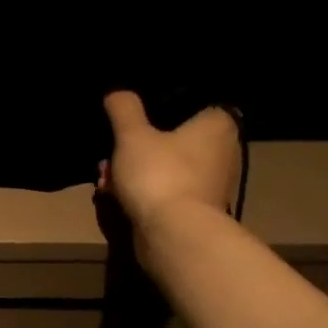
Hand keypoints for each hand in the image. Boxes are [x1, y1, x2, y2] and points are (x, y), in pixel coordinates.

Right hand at [99, 92, 242, 231]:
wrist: (174, 235)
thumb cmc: (160, 174)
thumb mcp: (132, 135)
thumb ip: (124, 109)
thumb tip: (118, 92)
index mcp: (217, 126)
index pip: (195, 102)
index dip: (162, 105)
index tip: (137, 111)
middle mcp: (222, 152)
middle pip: (174, 137)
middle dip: (138, 143)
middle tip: (112, 148)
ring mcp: (210, 184)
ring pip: (165, 165)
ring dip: (134, 168)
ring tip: (105, 175)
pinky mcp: (195, 209)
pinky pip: (164, 188)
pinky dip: (142, 189)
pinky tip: (114, 194)